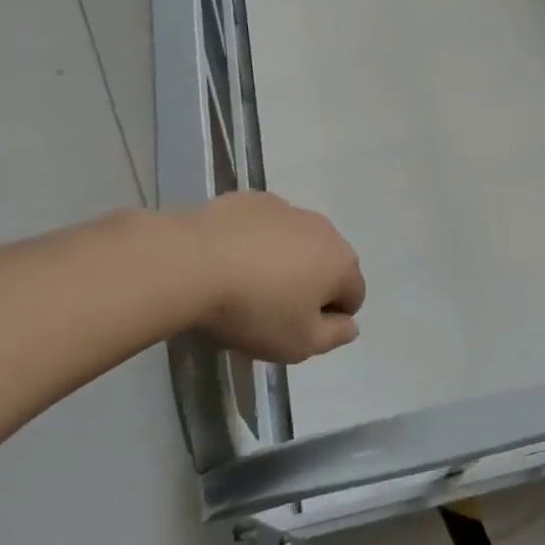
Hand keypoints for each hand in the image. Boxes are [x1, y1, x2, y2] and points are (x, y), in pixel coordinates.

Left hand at [184, 192, 365, 363]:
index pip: (354, 294)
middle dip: (310, 284)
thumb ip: (334, 337)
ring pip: (296, 241)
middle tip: (274, 309)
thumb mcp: (298, 344)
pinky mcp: (252, 200)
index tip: (298, 329)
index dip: (331, 318)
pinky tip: (228, 259)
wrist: (190, 263)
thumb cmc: (253, 310)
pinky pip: (264, 226)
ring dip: (284, 260)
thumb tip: (351, 325)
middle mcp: (323, 229)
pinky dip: (255, 241)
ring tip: (247, 283)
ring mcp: (287, 209)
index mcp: (341, 263)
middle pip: (327, 263)